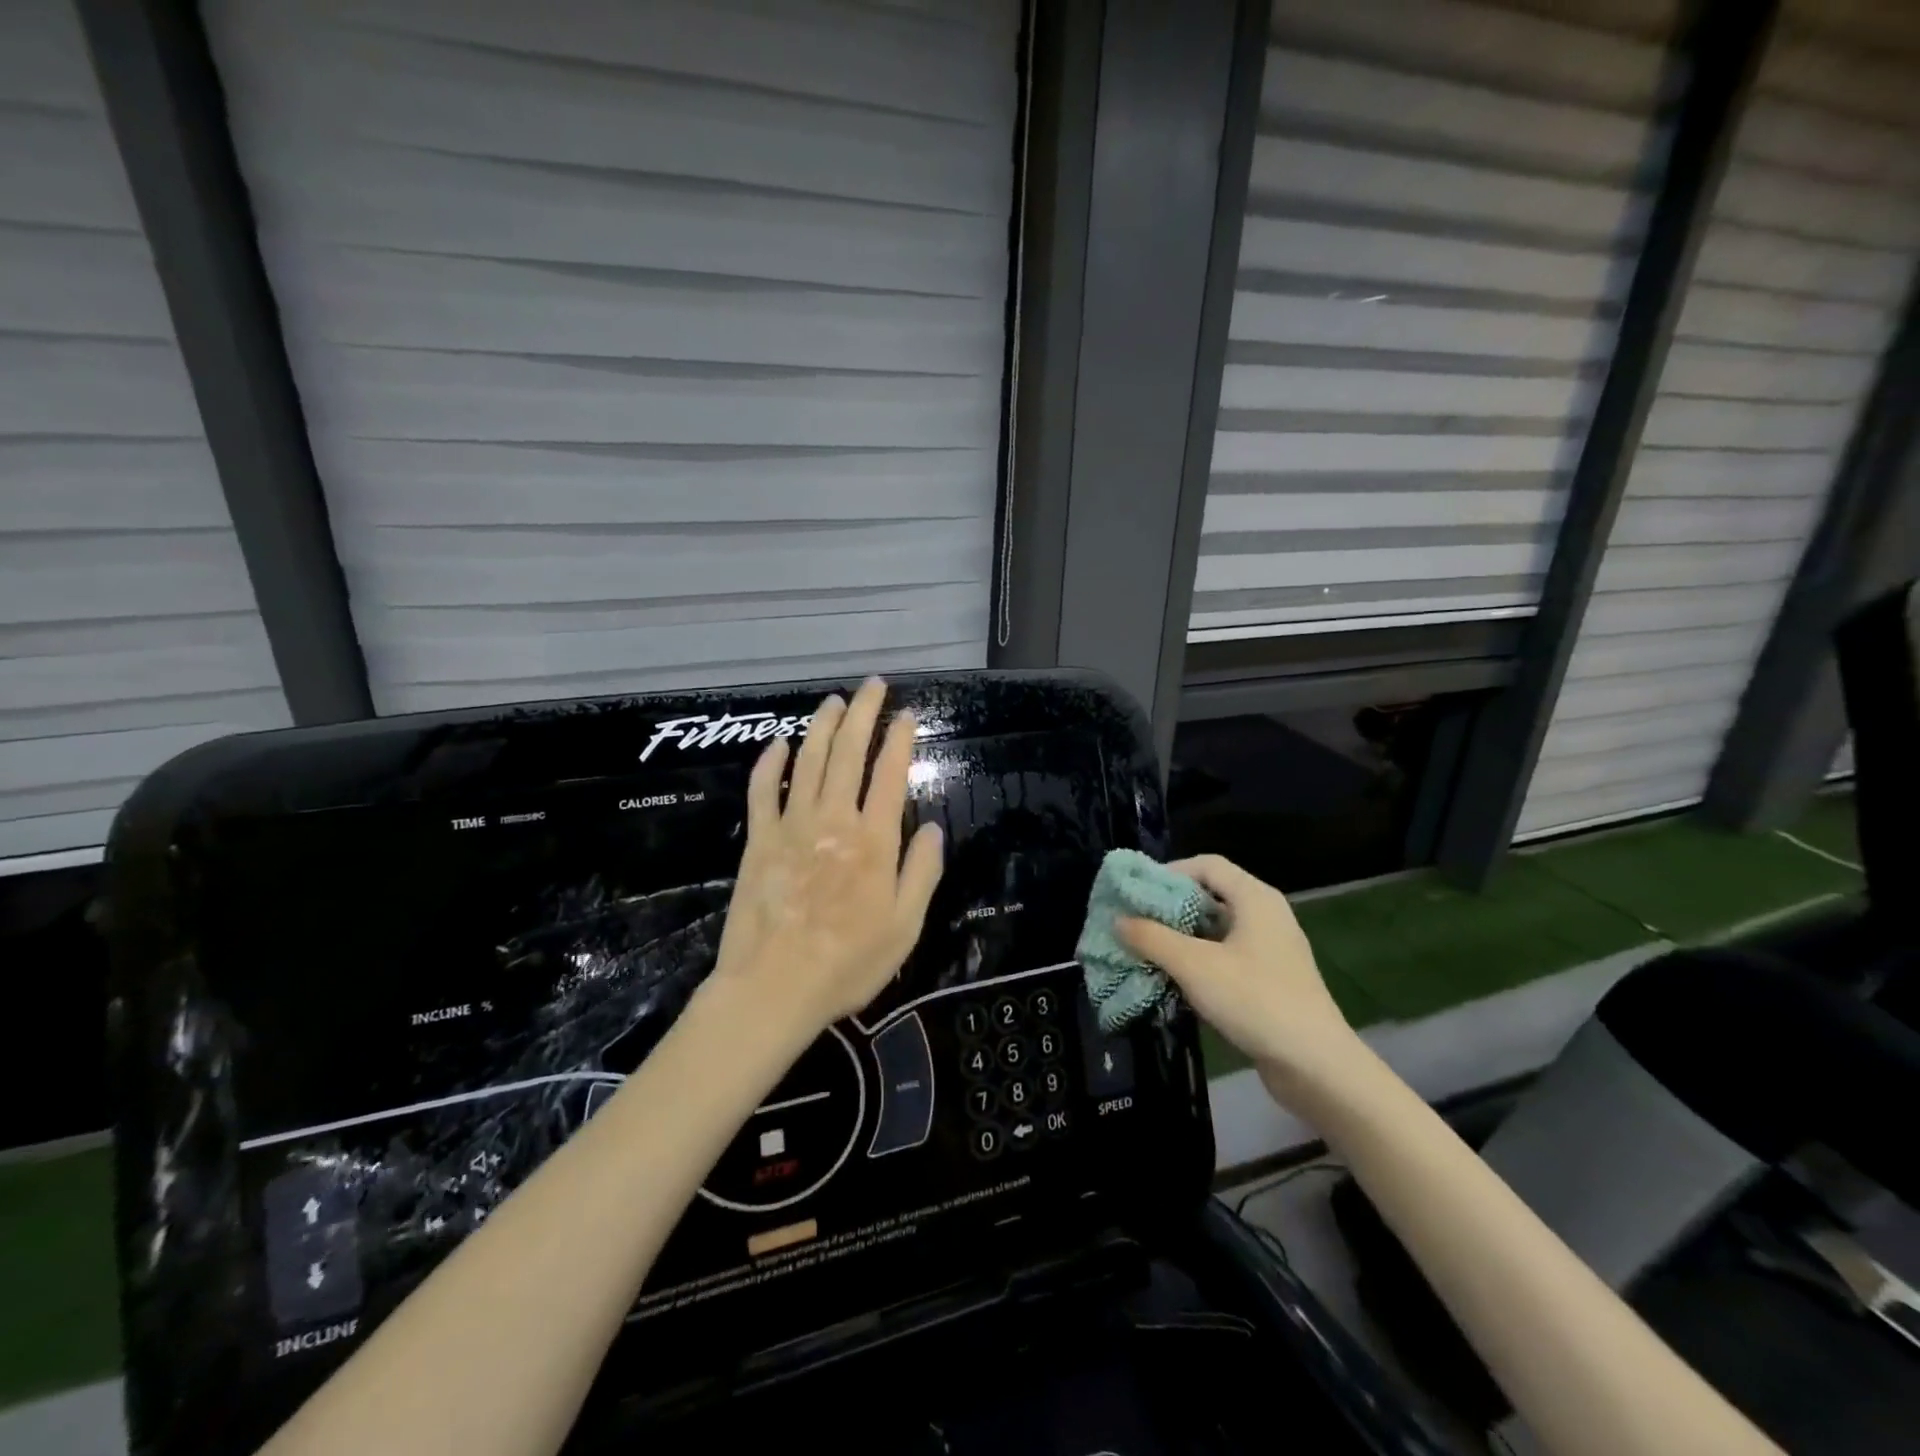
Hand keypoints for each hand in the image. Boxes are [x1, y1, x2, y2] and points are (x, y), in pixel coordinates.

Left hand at [708, 677, 944, 1035]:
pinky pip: (762, 791)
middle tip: (873, 685)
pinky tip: (778, 744)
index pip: (890, 774)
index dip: (900, 740)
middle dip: (863, 714)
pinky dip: (769, 763)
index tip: (907, 715)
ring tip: (834, 701)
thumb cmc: (848, 963)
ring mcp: (792, 826)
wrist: (774, 988)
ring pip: (807, 761)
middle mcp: (834, 821)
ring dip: (822, 726)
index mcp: (874, 841)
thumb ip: (921, 873)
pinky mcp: (758, 840)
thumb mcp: (905, 927)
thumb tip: (932, 829)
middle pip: (848, 754)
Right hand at [1116, 855, 1364, 1103]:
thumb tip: (1118, 920)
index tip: (1137, 893)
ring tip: (1146, 950)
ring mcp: (1270, 949)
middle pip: (1211, 895)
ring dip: (1181, 937)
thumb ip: (1152, 938)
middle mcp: (1266, 915)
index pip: (1206, 865)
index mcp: (1255, 898)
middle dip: (1170, 907)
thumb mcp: (1194, 966)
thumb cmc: (1255, 1000)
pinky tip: (1174, 979)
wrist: (1316, 1066)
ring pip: (1217, 929)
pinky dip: (1198, 960)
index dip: (1169, 872)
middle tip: (1134, 921)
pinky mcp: (1270, 980)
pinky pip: (1226, 956)